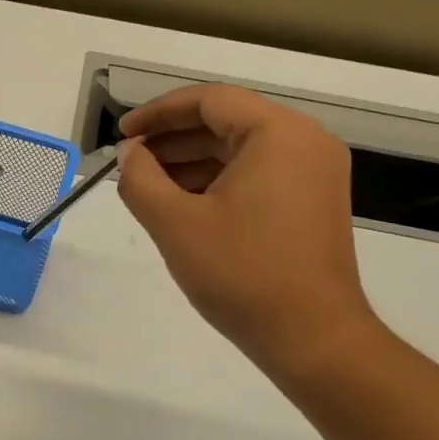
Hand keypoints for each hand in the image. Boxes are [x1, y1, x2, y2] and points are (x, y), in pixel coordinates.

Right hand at [117, 84, 379, 375]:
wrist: (313, 338)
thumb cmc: (242, 275)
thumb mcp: (176, 224)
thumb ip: (140, 179)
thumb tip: (129, 154)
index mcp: (279, 133)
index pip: (209, 100)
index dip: (158, 113)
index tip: (123, 135)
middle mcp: (306, 141)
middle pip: (227, 121)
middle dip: (173, 139)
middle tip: (130, 162)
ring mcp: (315, 173)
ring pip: (241, 149)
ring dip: (193, 161)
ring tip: (149, 185)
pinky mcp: (314, 202)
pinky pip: (259, 173)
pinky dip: (219, 180)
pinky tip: (185, 204)